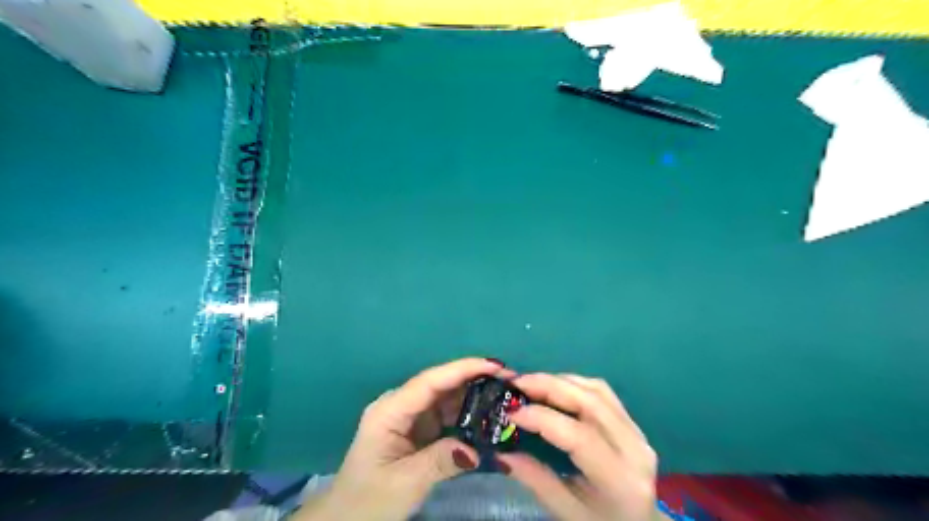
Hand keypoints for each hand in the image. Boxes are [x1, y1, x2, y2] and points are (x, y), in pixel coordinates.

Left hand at [296, 355, 509, 519]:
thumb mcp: (405, 483)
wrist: (347, 519)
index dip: (463, 369)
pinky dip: (467, 413)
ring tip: (505, 396)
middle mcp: (400, 405)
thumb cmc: (368, 500)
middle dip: (474, 379)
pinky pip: (446, 414)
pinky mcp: (418, 428)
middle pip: (441, 384)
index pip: (430, 382)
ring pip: (446, 397)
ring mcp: (409, 416)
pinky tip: (487, 415)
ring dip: (474, 395)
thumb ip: (440, 461)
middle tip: (510, 381)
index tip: (495, 365)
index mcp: (390, 410)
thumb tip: (475, 450)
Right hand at [496, 375, 671, 520]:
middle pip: (590, 402)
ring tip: (531, 384)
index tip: (511, 413)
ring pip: (597, 390)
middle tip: (517, 383)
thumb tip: (501, 451)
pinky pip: (603, 392)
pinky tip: (555, 388)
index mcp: (619, 479)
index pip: (579, 436)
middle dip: (549, 386)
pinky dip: (575, 383)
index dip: (542, 418)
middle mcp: (634, 448)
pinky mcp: (633, 422)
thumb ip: (535, 479)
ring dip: (561, 380)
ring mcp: (637, 431)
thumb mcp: (566, 512)